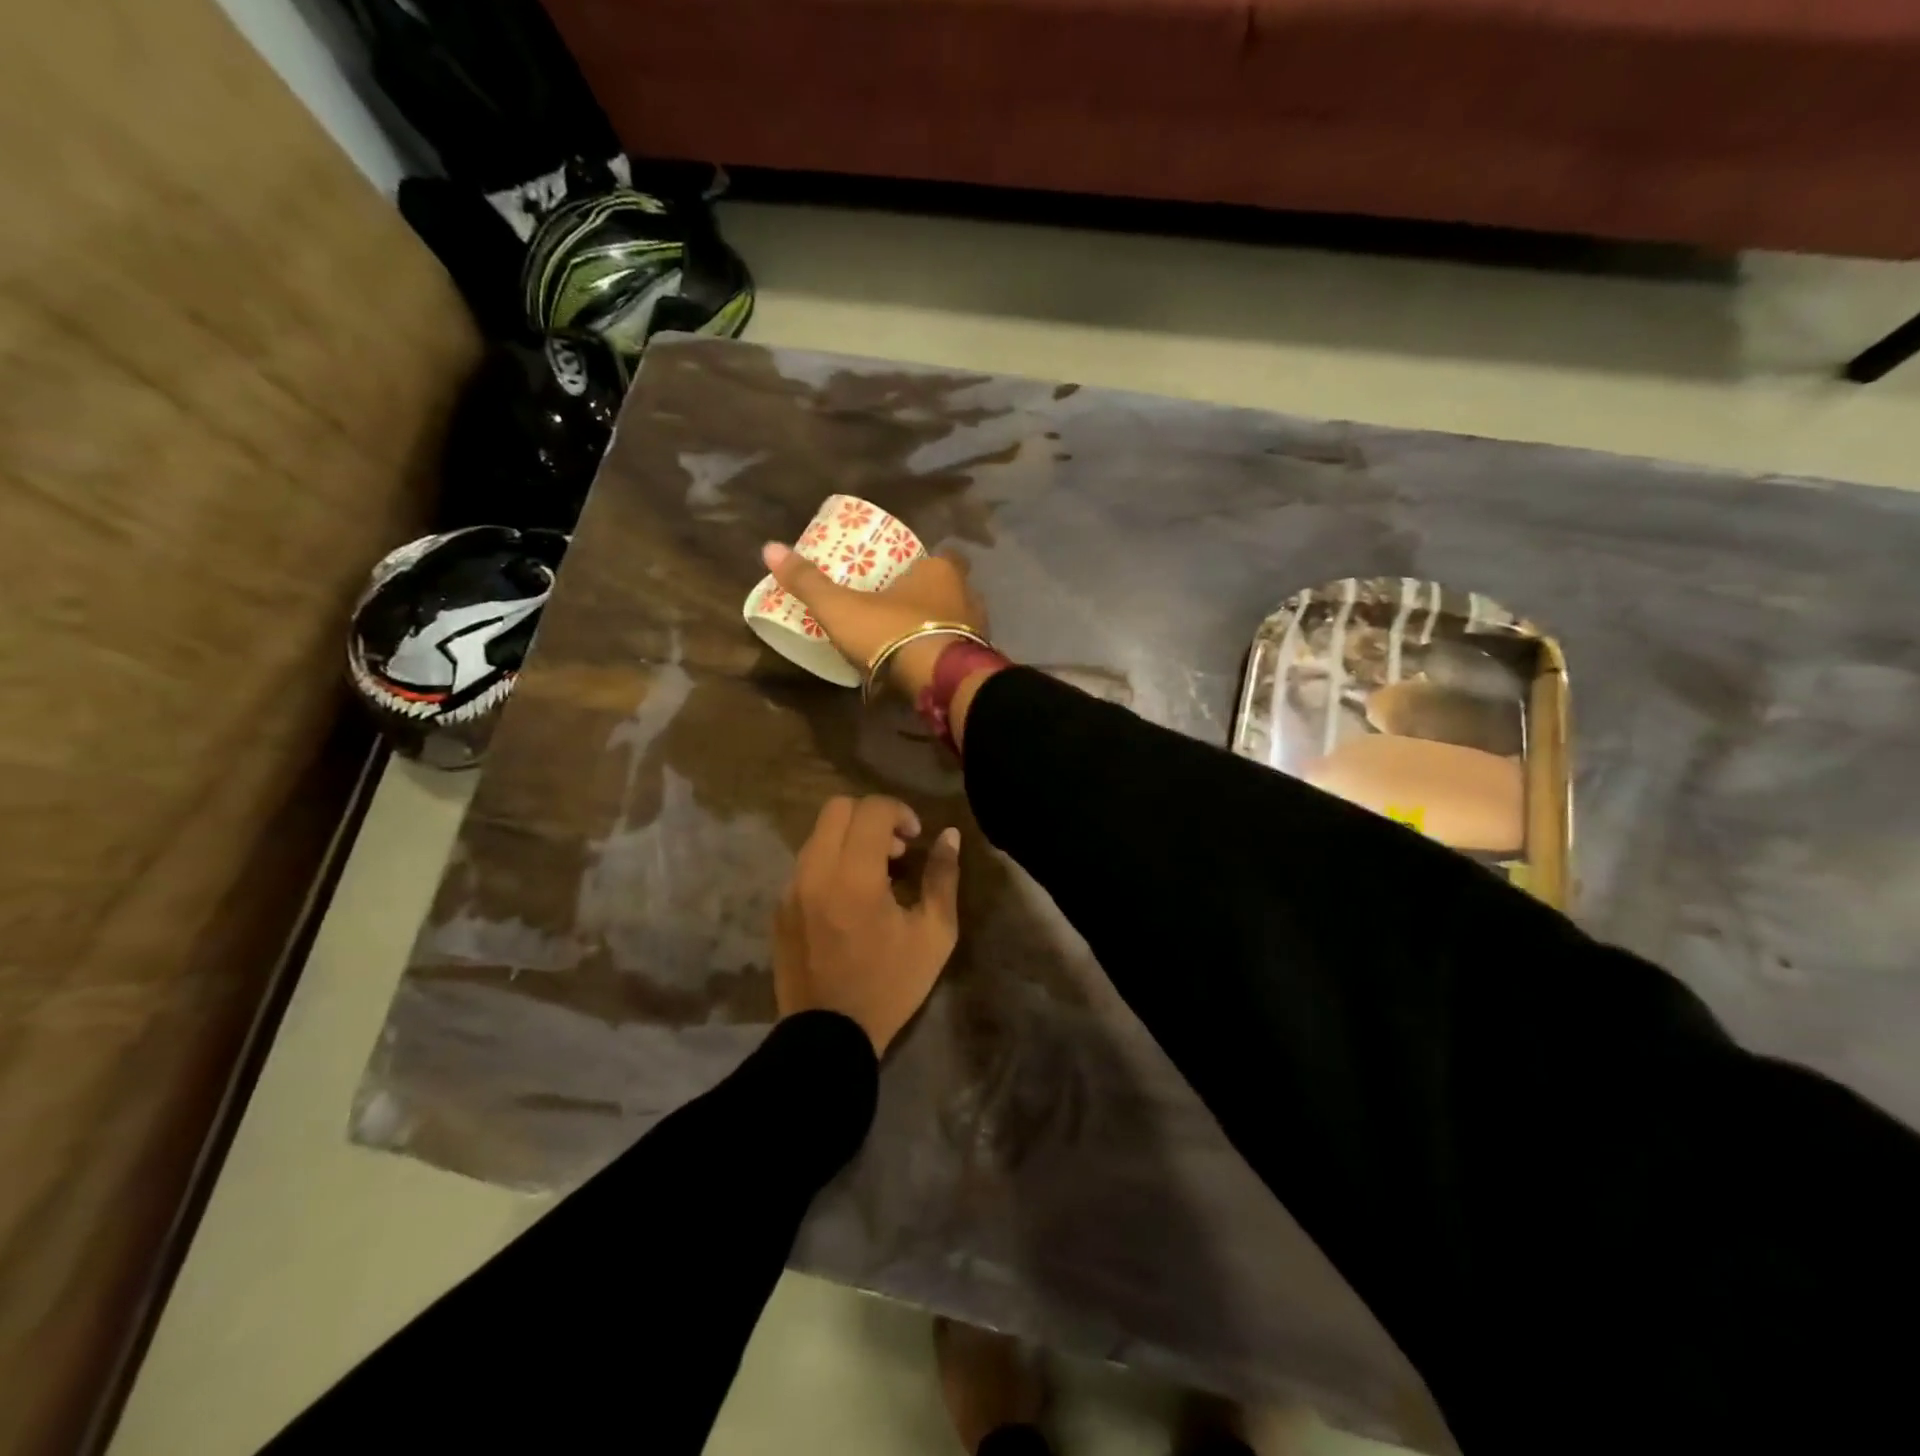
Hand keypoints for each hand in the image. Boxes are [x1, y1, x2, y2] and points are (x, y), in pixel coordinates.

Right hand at [761, 541, 987, 698]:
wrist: (938, 682)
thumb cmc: (893, 633)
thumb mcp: (842, 608)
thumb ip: (809, 582)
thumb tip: (769, 547)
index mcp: (941, 570)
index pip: (941, 556)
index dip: (923, 564)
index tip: (902, 576)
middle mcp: (968, 594)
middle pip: (951, 589)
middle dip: (931, 598)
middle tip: (902, 610)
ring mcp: (980, 630)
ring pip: (960, 621)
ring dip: (940, 628)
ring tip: (910, 640)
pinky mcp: (977, 662)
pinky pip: (962, 651)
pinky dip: (945, 655)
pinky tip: (925, 667)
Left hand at [773, 795, 962, 1054]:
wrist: (828, 1037)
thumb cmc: (889, 986)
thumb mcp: (934, 935)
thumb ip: (942, 877)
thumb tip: (949, 835)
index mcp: (854, 876)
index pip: (871, 809)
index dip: (900, 812)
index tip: (914, 839)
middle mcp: (815, 872)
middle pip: (837, 808)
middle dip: (871, 817)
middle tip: (895, 850)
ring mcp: (790, 889)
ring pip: (818, 834)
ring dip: (849, 839)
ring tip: (874, 876)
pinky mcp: (779, 907)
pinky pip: (805, 864)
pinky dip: (830, 863)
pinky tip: (848, 899)